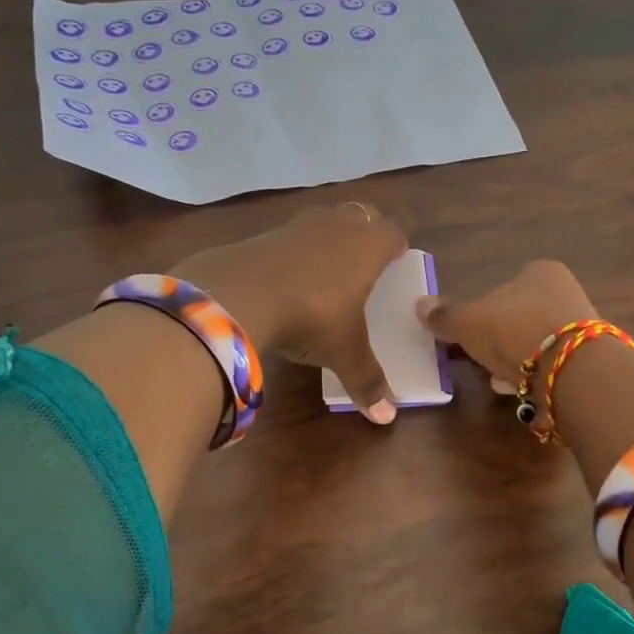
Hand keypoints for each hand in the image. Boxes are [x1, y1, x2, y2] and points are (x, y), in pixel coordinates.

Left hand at [177, 202, 408, 423]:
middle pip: (359, 216)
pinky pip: (288, 238)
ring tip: (326, 268)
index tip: (397, 259)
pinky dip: (293, 253)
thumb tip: (386, 417)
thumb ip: (367, 381)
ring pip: (322, 221)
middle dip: (365, 233)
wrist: (237, 295)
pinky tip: (286, 279)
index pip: (392, 233)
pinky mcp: (261, 236)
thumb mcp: (343, 353)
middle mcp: (335, 227)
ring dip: (328, 238)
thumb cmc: (311, 317)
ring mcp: (295, 226)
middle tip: (365, 260)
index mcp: (366, 247)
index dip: (396, 245)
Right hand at [416, 260, 597, 394]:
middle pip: (521, 314)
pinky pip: (551, 364)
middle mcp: (566, 291)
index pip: (504, 285)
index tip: (469, 335)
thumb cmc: (516, 331)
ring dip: (515, 358)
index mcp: (540, 271)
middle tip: (479, 358)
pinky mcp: (588, 359)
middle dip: (500, 337)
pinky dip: (533, 374)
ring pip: (536, 341)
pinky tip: (518, 390)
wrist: (573, 371)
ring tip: (495, 379)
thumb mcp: (470, 323)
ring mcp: (581, 326)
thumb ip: (445, 316)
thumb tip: (418, 304)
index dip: (483, 310)